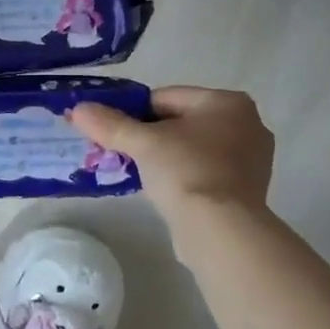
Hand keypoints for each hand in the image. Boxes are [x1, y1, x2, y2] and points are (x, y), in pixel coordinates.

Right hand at [69, 86, 275, 214]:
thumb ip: (109, 123)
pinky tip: (163, 190)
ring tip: (137, 172)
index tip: (111, 131)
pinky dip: (182, 176)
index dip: (133, 112)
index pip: (165, 97)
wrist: (221, 231)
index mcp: (228, 102)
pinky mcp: (246, 189)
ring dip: (164, 157)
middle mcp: (247, 124)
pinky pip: (204, 171)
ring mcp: (251, 159)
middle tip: (120, 152)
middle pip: (180, 122)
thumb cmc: (185, 172)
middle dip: (148, 136)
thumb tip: (78, 109)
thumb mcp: (142, 143)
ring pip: (192, 148)